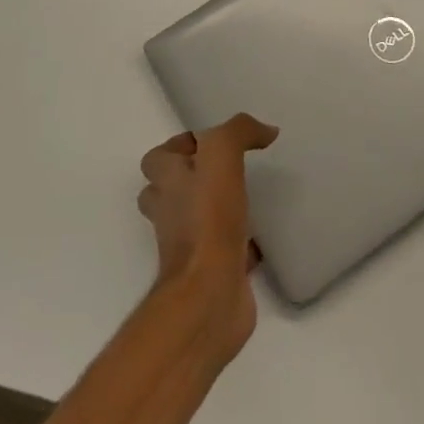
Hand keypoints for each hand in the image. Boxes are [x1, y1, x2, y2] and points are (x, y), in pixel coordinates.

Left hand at [138, 113, 278, 353]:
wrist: (210, 293)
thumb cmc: (208, 218)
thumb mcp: (221, 154)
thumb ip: (239, 132)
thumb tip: (265, 131)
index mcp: (167, 183)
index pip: (158, 159)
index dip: (179, 147)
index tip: (212, 143)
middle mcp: (171, 213)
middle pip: (170, 191)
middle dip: (192, 180)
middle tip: (226, 170)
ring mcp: (189, 246)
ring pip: (196, 221)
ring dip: (216, 210)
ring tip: (249, 196)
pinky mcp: (213, 272)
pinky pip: (225, 251)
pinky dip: (241, 243)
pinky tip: (264, 235)